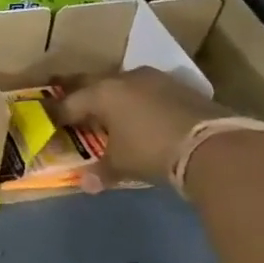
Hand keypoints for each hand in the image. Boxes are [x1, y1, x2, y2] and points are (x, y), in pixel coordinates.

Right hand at [53, 68, 231, 189]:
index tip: (48, 126)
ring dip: (112, 98)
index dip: (57, 117)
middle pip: (93, 85)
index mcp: (103, 93)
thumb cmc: (153, 150)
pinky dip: (137, 102)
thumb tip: (86, 183)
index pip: (70, 103)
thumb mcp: (122, 164)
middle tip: (70, 109)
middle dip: (80, 97)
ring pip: (122, 85)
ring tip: (106, 113)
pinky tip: (140, 117)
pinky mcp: (180, 87)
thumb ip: (101, 170)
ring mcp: (155, 79)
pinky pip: (147, 92)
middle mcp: (125, 78)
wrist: (214, 144)